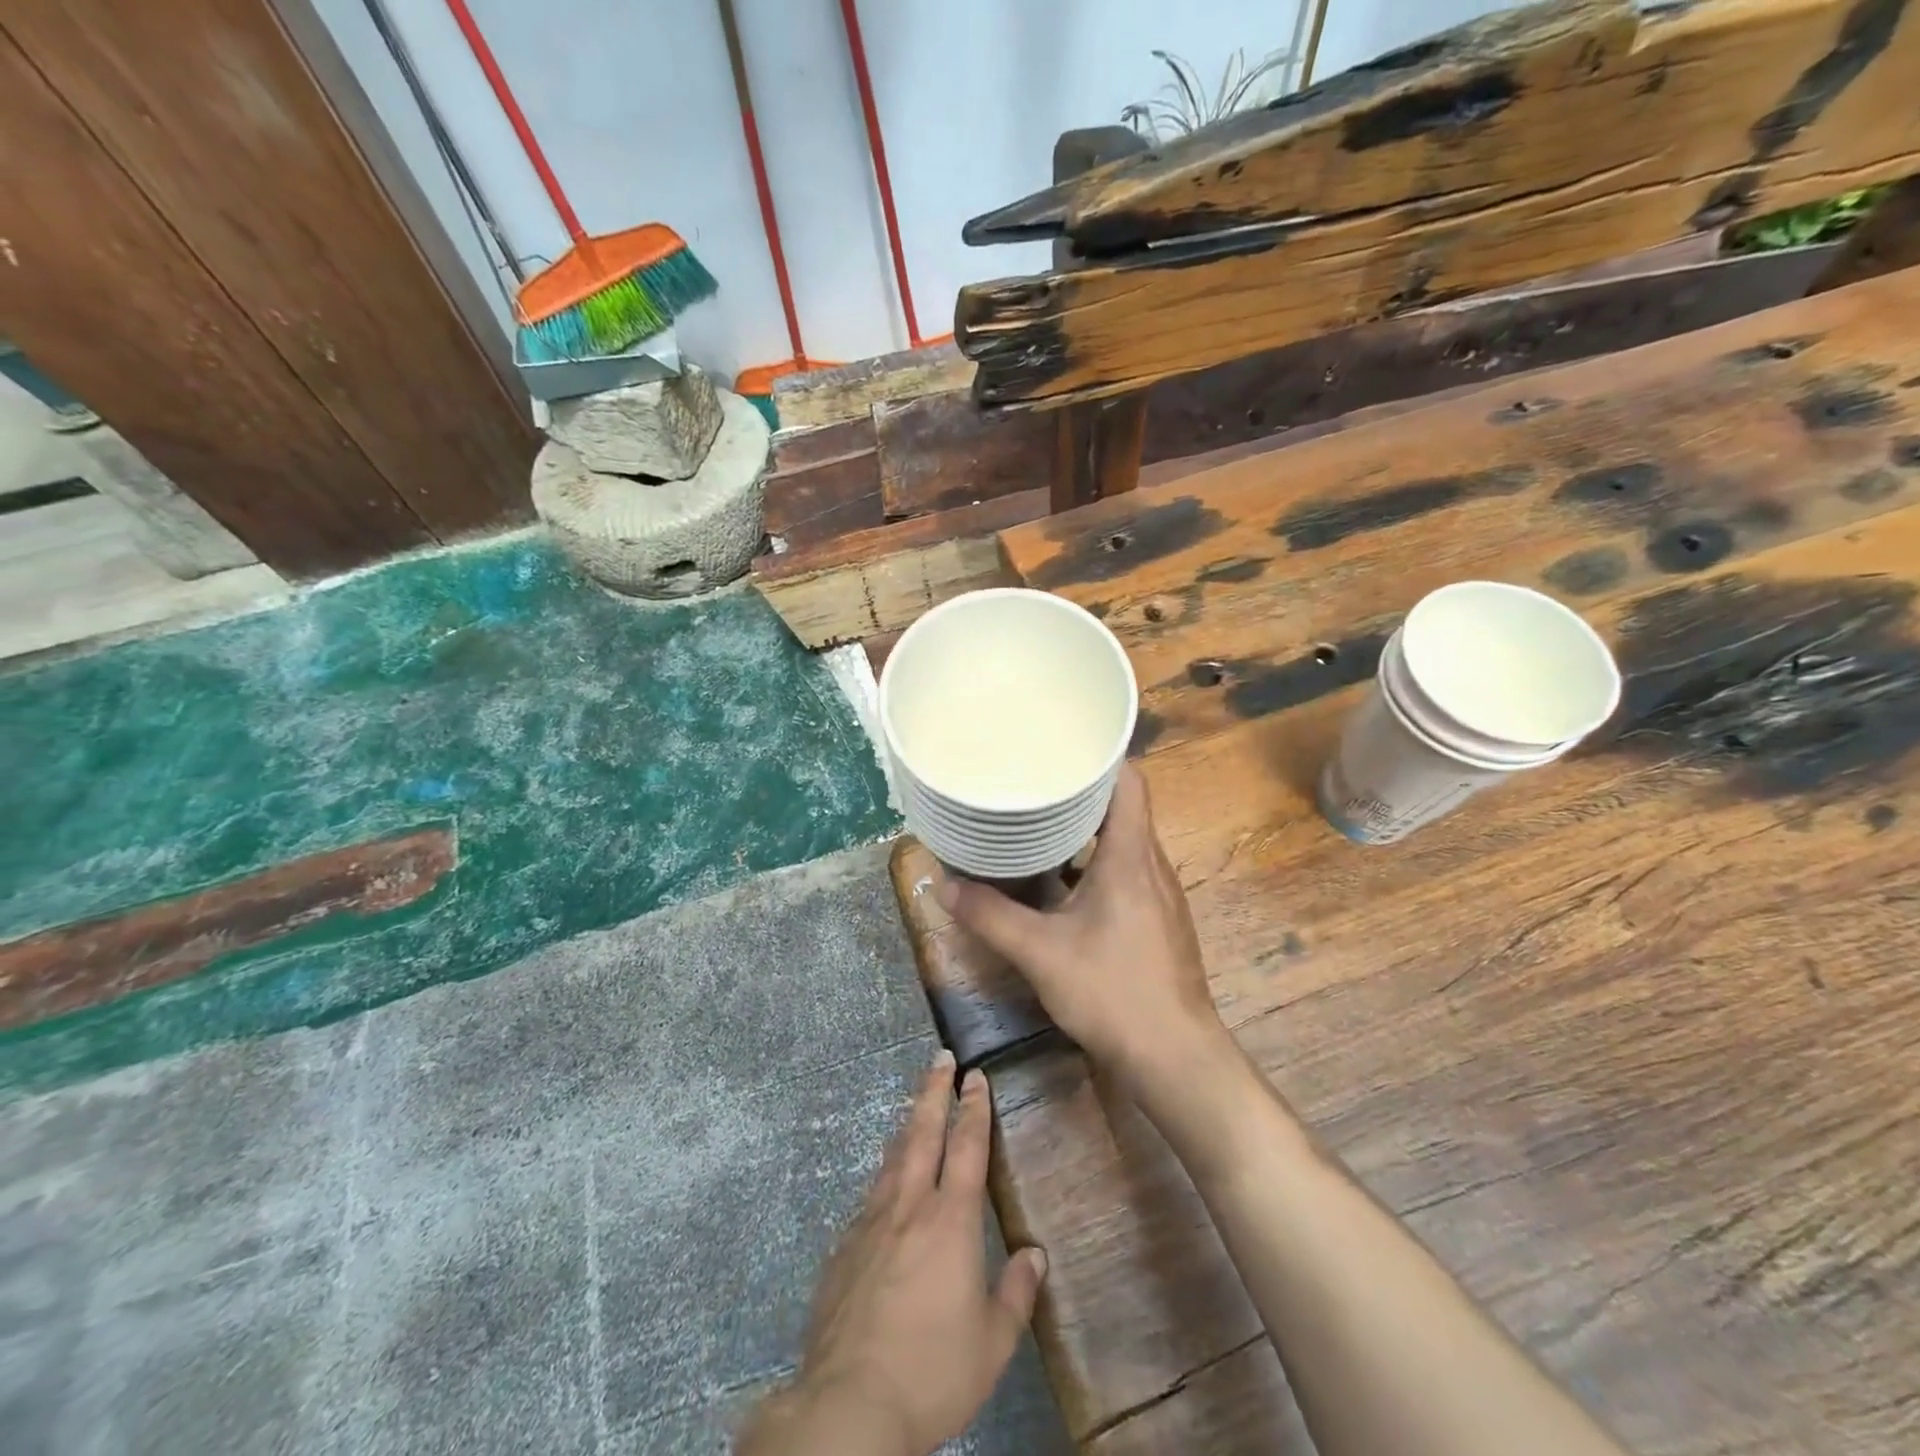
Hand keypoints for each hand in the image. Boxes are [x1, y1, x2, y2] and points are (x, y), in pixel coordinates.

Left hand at [737, 1050, 1047, 1455]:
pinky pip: (871, 1196)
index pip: (967, 1147)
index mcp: (951, 1222)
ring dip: (908, 1124)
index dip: (973, 1108)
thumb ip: (1016, 1294)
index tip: (975, 1076)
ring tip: (916, 1104)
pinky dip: (885, 1174)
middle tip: (940, 1058)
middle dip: (934, 1092)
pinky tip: (887, 1181)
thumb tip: (1035, 1254)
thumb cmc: (932, 1372)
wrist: (849, 1404)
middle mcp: (910, 1207)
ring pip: (893, 1157)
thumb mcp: (992, 1344)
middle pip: (924, 1133)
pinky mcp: (844, 1247)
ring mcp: (871, 1223)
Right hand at [936, 763, 1230, 1093]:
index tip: (1059, 746)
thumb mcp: (1040, 953)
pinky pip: (1126, 871)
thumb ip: (990, 916)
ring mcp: (1160, 894)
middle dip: (1080, 789)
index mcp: (1131, 856)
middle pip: (1123, 806)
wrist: (1175, 1058)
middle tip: (1033, 779)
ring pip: (1124, 841)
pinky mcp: (1158, 920)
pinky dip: (1094, 862)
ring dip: (1086, 828)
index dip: (1099, 756)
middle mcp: (1152, 865)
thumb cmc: (1113, 993)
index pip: (1129, 781)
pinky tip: (1061, 880)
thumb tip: (941, 885)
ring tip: (1039, 820)